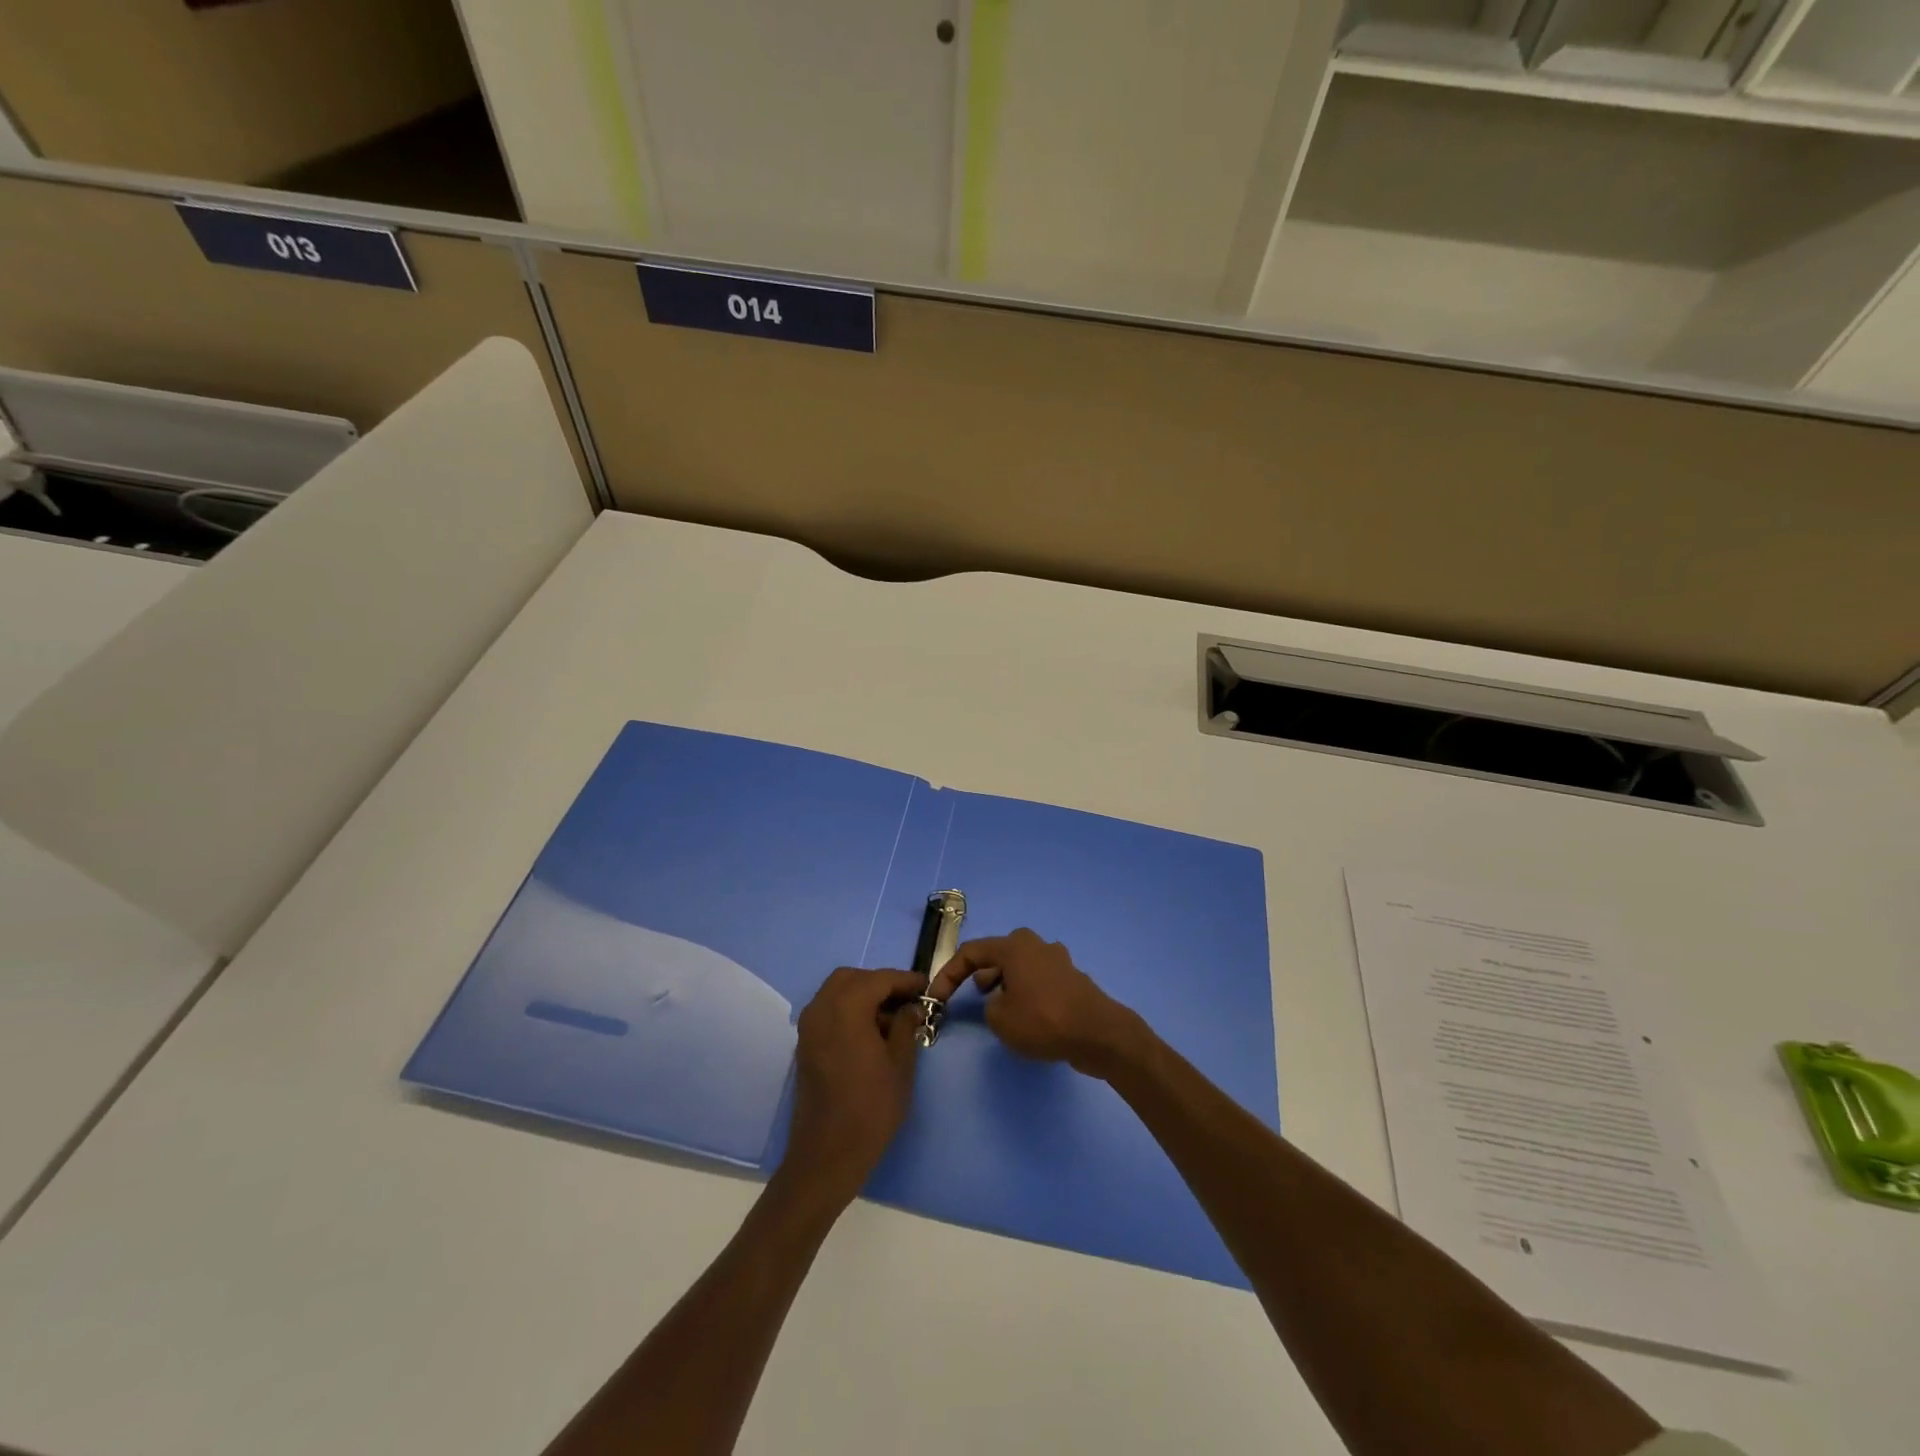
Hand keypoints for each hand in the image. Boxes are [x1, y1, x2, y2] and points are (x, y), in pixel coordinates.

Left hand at [781, 968, 924, 1204]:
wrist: (827, 1154)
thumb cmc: (871, 1108)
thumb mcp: (900, 1064)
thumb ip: (906, 1026)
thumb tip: (911, 1007)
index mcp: (846, 1008)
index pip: (880, 979)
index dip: (905, 980)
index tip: (927, 987)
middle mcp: (821, 1008)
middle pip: (853, 978)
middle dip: (881, 983)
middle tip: (907, 1000)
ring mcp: (809, 1026)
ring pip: (837, 991)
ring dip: (863, 995)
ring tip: (891, 1017)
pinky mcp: (805, 1044)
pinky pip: (828, 1010)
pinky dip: (848, 1009)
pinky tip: (870, 1031)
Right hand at [928, 929, 1141, 1077]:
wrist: (1098, 1033)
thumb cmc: (1043, 1020)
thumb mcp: (1000, 1019)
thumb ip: (989, 1006)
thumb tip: (1001, 1001)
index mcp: (1014, 946)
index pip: (971, 952)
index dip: (948, 974)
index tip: (936, 997)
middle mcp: (1036, 945)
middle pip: (999, 954)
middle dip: (981, 973)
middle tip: (974, 996)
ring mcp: (1057, 960)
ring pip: (1020, 966)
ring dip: (1005, 983)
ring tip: (1000, 1008)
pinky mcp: (1071, 979)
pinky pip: (1038, 980)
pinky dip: (1026, 992)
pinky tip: (1028, 1016)